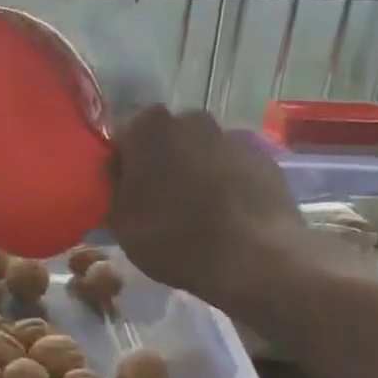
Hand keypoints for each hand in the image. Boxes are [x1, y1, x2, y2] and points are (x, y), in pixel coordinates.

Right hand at [108, 106, 358, 309]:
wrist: (255, 258)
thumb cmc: (175, 239)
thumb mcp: (120, 224)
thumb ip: (113, 191)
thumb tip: (118, 179)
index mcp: (147, 128)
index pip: (122, 138)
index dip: (120, 167)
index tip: (122, 195)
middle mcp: (190, 119)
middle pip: (165, 140)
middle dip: (159, 164)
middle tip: (156, 204)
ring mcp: (232, 136)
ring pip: (200, 152)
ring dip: (194, 173)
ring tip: (195, 215)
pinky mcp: (264, 158)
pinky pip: (232, 168)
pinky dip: (225, 184)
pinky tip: (225, 217)